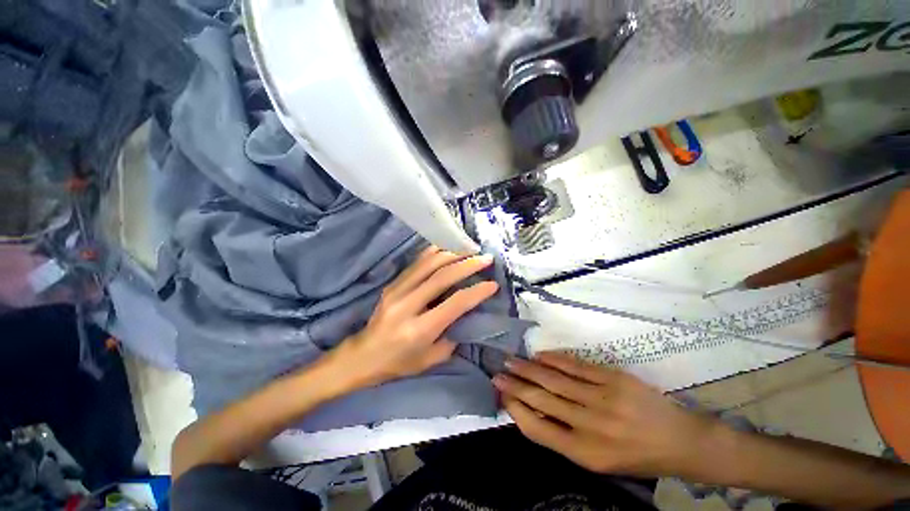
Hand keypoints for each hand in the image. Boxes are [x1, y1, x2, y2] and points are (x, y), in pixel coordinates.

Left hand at [328, 246, 498, 389]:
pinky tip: (447, 248)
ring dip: (452, 253)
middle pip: (442, 277)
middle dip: (467, 265)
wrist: (363, 356)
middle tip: (486, 258)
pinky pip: (416, 263)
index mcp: (419, 329)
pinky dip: (433, 252)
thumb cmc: (399, 363)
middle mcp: (407, 305)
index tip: (493, 284)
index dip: (476, 292)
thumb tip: (467, 313)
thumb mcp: (431, 358)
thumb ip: (453, 335)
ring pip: (428, 264)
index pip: (455, 304)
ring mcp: (396, 290)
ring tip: (469, 250)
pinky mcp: (392, 284)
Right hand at [494, 351, 725, 477]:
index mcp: (585, 453)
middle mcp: (591, 425)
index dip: (516, 409)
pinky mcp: (613, 378)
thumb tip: (531, 410)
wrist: (680, 440)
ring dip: (529, 368)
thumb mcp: (597, 460)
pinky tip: (539, 355)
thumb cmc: (634, 455)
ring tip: (511, 360)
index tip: (502, 395)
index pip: (538, 429)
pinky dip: (554, 358)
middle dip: (515, 384)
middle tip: (497, 372)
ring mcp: (603, 398)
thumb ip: (563, 437)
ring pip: (555, 379)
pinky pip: (576, 365)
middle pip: (542, 399)